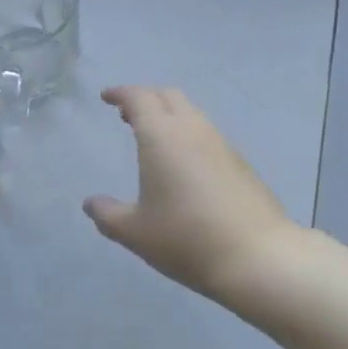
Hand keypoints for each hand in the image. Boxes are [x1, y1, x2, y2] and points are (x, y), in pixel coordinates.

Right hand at [83, 86, 298, 300]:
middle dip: (146, 98)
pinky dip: (188, 134)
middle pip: (168, 96)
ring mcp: (221, 143)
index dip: (120, 93)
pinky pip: (207, 134)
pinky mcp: (240, 162)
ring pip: (191, 113)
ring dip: (169, 116)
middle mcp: (193, 129)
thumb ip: (108, 215)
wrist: (256, 255)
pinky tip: (183, 163)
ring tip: (153, 138)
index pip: (139, 97)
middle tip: (126, 115)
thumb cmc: (186, 238)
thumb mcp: (135, 232)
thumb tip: (91, 204)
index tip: (106, 97)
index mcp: (162, 135)